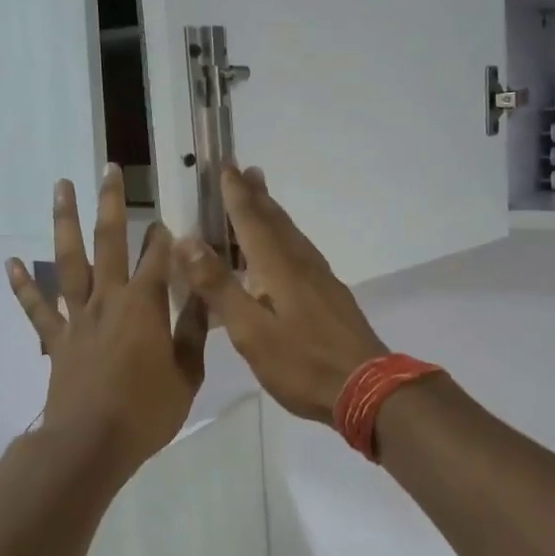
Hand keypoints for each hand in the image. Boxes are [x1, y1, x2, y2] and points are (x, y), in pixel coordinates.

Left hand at [7, 166, 207, 473]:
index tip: (171, 216)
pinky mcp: (57, 340)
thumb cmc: (146, 411)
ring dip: (65, 223)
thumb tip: (206, 296)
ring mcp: (77, 318)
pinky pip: (37, 308)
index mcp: (144, 306)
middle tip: (109, 170)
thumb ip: (194, 332)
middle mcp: (108, 300)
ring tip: (61, 188)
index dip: (166, 236)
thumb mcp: (187, 375)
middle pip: (109, 242)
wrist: (90, 444)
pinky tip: (10, 262)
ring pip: (69, 261)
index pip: (159, 259)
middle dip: (111, 204)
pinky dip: (23, 285)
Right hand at [173, 166, 387, 422]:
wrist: (366, 387)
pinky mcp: (332, 297)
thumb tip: (188, 241)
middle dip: (258, 197)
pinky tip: (288, 253)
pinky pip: (303, 254)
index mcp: (279, 269)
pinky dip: (288, 240)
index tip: (226, 167)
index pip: (252, 222)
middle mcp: (302, 266)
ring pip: (293, 237)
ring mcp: (322, 281)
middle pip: (277, 223)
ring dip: (275, 215)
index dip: (237, 196)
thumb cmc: (302, 363)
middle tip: (247, 171)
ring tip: (264, 200)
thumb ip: (220, 287)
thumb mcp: (251, 331)